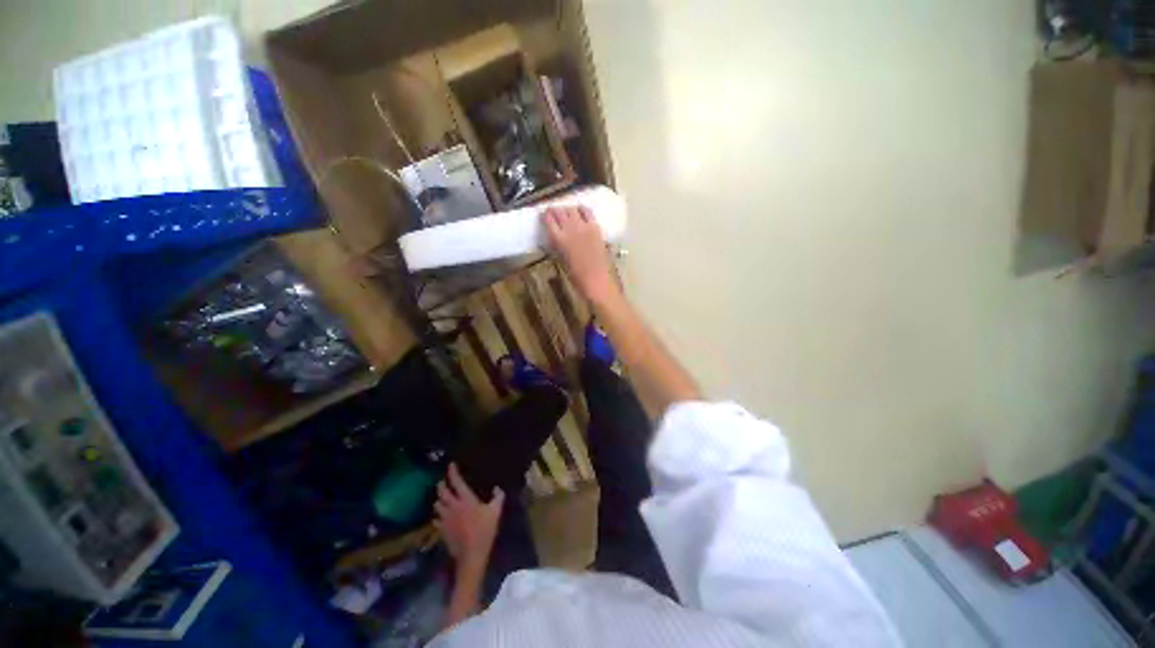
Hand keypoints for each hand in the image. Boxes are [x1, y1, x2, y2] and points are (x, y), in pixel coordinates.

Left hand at [434, 464, 503, 574]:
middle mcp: (453, 506)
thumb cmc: (484, 530)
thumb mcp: (496, 512)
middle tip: (442, 480)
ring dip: (439, 499)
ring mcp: (445, 519)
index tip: (451, 465)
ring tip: (441, 497)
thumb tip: (497, 488)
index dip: (452, 472)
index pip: (456, 482)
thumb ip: (498, 497)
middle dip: (441, 484)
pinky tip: (440, 516)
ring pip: (437, 505)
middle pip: (442, 492)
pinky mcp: (442, 530)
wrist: (471, 554)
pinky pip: (436, 519)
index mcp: (465, 499)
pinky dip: (437, 515)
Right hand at [544, 206, 619, 304]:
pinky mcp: (595, 227)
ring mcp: (584, 226)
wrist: (596, 280)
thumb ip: (556, 246)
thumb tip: (553, 238)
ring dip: (567, 209)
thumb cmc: (576, 276)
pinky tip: (580, 211)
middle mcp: (569, 228)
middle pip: (559, 211)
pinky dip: (581, 209)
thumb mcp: (561, 260)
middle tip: (553, 213)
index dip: (544, 215)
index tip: (543, 216)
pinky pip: (587, 211)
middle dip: (554, 210)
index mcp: (558, 239)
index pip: (548, 219)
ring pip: (572, 209)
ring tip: (566, 213)